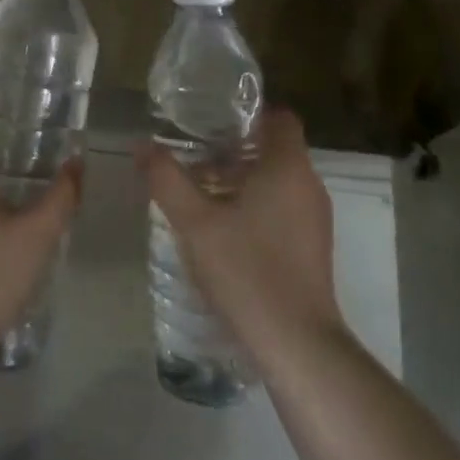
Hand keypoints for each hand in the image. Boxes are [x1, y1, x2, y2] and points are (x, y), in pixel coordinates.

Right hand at [140, 107, 344, 372]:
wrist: (297, 345)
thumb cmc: (246, 270)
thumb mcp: (194, 222)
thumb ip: (166, 179)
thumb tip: (143, 146)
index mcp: (288, 166)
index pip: (278, 117)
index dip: (248, 114)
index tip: (212, 123)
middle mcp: (309, 185)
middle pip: (275, 150)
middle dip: (235, 150)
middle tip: (195, 158)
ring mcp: (316, 219)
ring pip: (278, 182)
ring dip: (243, 181)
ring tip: (202, 194)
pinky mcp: (314, 248)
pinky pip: (284, 208)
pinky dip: (257, 207)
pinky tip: (224, 231)